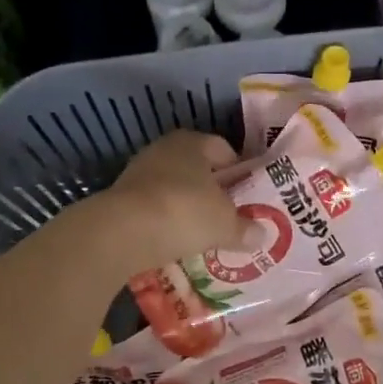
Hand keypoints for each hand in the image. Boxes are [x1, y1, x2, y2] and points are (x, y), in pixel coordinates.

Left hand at [99, 131, 247, 274]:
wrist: (122, 232)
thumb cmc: (184, 213)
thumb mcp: (224, 224)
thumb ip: (245, 228)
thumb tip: (263, 235)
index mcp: (193, 142)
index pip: (222, 149)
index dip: (238, 170)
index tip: (248, 194)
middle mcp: (163, 149)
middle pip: (195, 168)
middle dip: (211, 190)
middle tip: (228, 214)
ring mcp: (138, 173)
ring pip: (172, 187)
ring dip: (185, 206)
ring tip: (202, 232)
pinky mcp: (120, 198)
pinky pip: (152, 208)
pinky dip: (164, 221)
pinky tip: (174, 241)